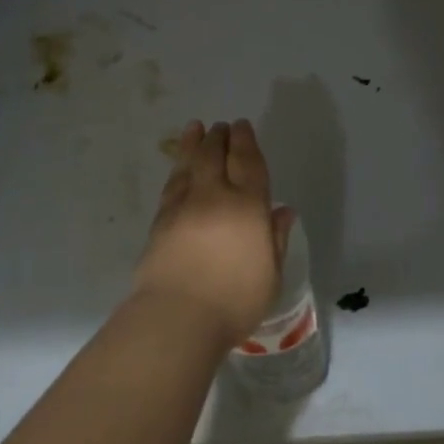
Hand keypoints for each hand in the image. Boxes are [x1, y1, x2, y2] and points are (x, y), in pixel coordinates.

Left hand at [133, 119, 294, 348]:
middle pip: (215, 155)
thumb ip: (276, 239)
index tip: (243, 125)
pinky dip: (177, 170)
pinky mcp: (160, 221)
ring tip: (194, 128)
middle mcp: (215, 196)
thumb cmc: (235, 300)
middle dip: (220, 136)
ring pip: (189, 164)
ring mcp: (183, 206)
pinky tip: (178, 169)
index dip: (246, 141)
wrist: (177, 318)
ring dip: (193, 143)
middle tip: (221, 126)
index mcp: (248, 206)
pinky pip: (171, 185)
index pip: (248, 162)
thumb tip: (283, 211)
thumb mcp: (270, 274)